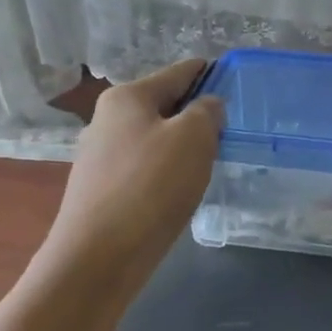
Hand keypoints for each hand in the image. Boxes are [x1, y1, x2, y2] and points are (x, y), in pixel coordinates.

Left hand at [43, 60, 223, 286]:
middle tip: (229, 130)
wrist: (97, 259)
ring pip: (153, 138)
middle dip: (195, 114)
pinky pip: (143, 168)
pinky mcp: (100, 190)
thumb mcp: (193, 138)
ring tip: (209, 162)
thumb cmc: (150, 187)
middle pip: (163, 105)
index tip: (234, 80)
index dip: (209, 73)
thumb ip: (206, 112)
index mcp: (127, 97)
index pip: (178, 72)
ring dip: (181, 145)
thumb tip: (206, 107)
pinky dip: (164, 172)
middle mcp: (106, 119)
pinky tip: (179, 190)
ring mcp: (99, 156)